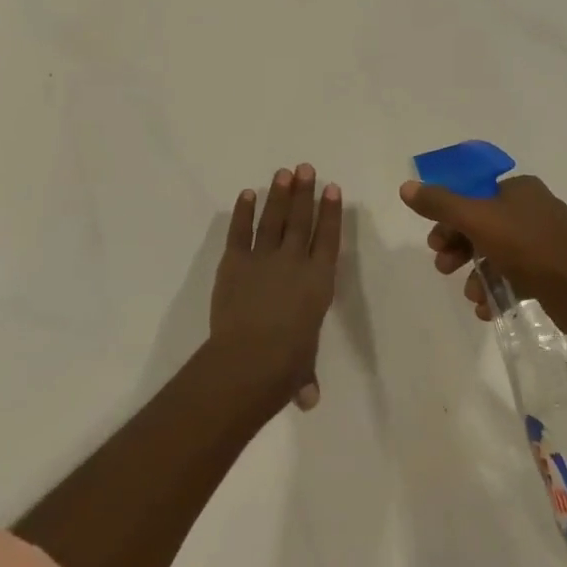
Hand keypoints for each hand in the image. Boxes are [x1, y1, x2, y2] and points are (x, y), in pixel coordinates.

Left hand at [211, 164, 341, 411]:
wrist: (249, 359)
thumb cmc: (286, 366)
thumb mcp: (302, 370)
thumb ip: (305, 376)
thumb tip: (308, 399)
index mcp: (318, 281)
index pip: (328, 238)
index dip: (330, 212)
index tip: (332, 188)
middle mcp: (294, 262)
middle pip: (301, 219)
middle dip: (304, 192)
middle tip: (306, 168)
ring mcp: (263, 258)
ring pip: (273, 219)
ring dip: (279, 195)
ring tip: (284, 172)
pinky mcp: (235, 262)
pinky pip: (240, 231)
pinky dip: (243, 211)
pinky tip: (247, 194)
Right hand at [399, 175, 566, 335]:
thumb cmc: (529, 247)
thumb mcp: (477, 220)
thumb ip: (440, 204)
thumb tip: (406, 187)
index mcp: (519, 188)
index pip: (472, 195)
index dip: (449, 217)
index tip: (434, 242)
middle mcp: (533, 208)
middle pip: (482, 224)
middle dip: (460, 248)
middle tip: (443, 268)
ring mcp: (546, 240)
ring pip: (497, 252)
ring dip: (477, 273)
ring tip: (471, 296)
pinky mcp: (553, 270)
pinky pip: (516, 274)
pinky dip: (498, 288)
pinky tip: (488, 308)